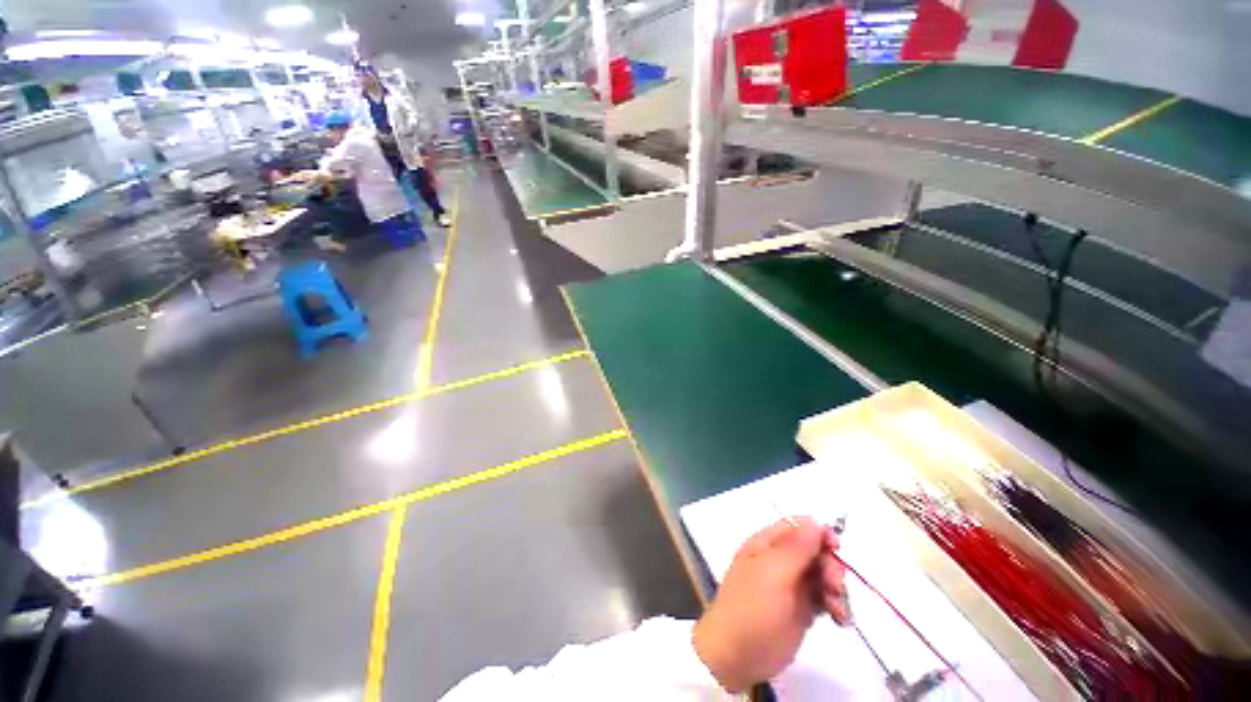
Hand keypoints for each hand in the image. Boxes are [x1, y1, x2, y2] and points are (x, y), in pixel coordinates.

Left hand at [693, 517, 850, 692]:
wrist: (736, 655)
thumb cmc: (752, 608)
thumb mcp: (772, 573)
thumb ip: (796, 548)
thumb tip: (816, 523)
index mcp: (766, 544)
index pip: (797, 526)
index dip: (818, 533)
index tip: (837, 549)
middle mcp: (779, 560)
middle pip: (814, 550)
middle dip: (830, 566)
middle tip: (835, 587)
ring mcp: (790, 585)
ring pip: (822, 574)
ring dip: (835, 587)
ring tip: (838, 610)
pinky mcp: (801, 609)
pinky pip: (824, 598)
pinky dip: (835, 605)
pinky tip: (840, 620)